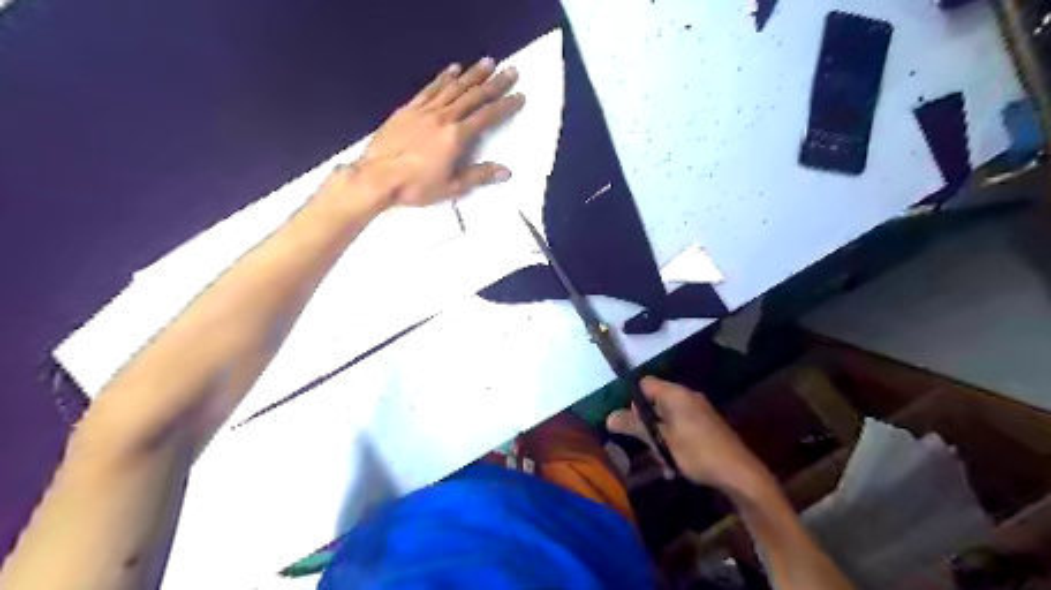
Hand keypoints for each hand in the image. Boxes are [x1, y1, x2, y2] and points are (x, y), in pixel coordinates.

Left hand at [347, 58, 521, 208]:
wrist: (378, 177)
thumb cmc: (417, 186)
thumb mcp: (452, 186)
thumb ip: (480, 176)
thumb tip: (506, 171)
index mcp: (457, 137)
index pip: (487, 116)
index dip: (505, 106)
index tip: (519, 96)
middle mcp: (444, 117)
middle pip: (474, 96)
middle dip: (495, 83)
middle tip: (511, 71)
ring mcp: (425, 110)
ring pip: (454, 87)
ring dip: (473, 74)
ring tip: (487, 62)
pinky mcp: (409, 109)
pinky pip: (430, 89)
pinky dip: (444, 77)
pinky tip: (453, 69)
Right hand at [608, 375, 769, 494]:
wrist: (739, 473)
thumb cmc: (697, 452)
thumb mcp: (661, 441)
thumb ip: (636, 426)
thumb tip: (609, 417)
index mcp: (676, 394)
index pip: (645, 384)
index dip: (633, 400)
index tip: (630, 422)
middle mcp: (687, 397)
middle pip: (655, 402)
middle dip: (647, 425)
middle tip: (646, 446)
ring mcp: (698, 412)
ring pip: (667, 419)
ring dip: (660, 439)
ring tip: (663, 462)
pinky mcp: (706, 427)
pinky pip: (680, 429)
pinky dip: (674, 443)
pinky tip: (675, 466)